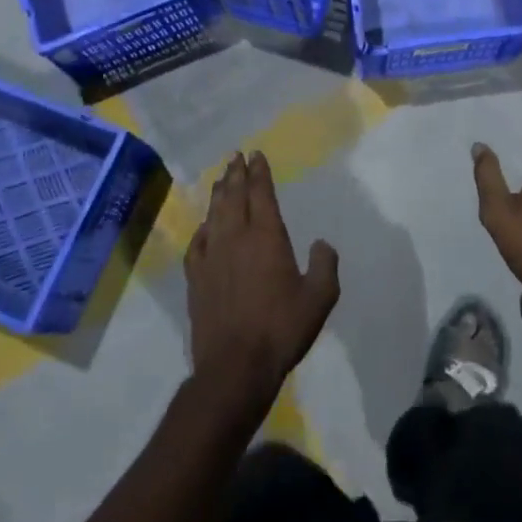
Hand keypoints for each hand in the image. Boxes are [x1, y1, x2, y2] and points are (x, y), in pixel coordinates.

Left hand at [184, 152, 339, 415]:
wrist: (234, 366)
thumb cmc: (281, 329)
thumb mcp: (319, 298)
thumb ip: (325, 265)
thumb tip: (322, 243)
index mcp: (267, 236)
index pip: (261, 193)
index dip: (259, 172)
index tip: (256, 154)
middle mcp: (236, 237)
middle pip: (234, 196)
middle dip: (236, 174)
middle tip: (236, 156)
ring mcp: (212, 256)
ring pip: (214, 214)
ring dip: (218, 193)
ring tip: (221, 178)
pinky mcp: (196, 278)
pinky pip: (197, 243)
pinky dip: (202, 228)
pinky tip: (204, 226)